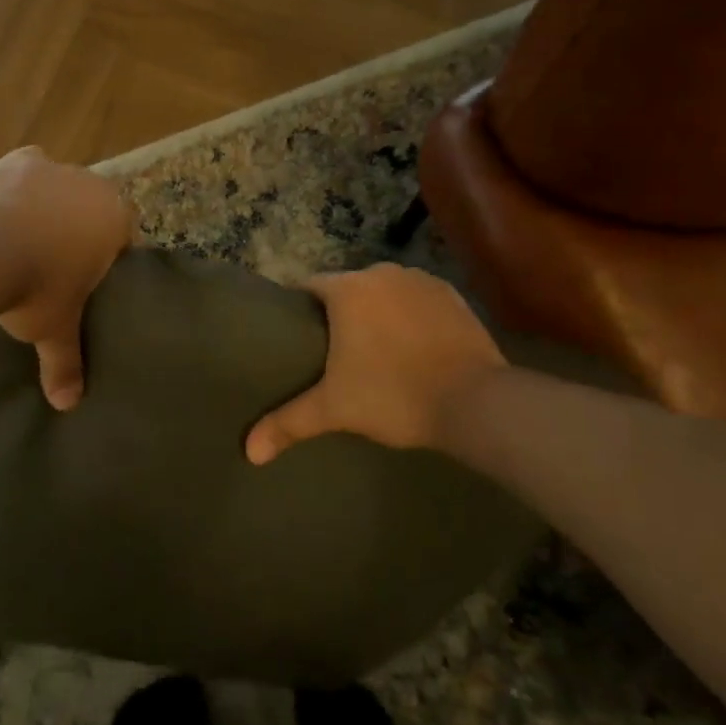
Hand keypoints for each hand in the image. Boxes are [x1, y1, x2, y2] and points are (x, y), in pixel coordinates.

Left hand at [0, 147, 134, 409]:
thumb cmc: (36, 288)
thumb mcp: (54, 328)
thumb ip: (65, 363)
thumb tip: (68, 405)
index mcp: (114, 217)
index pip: (125, 234)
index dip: (110, 255)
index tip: (90, 278)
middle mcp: (90, 184)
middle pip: (92, 206)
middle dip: (77, 228)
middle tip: (54, 264)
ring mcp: (50, 167)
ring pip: (57, 187)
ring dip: (45, 206)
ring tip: (19, 242)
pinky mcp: (11, 161)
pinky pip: (21, 174)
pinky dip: (14, 191)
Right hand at [245, 263, 505, 464]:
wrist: (476, 401)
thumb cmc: (394, 396)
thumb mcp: (335, 409)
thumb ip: (288, 423)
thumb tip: (249, 451)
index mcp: (347, 289)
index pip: (309, 287)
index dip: (300, 310)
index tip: (297, 337)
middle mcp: (381, 273)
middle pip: (347, 287)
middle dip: (339, 312)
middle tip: (334, 351)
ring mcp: (420, 280)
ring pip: (384, 291)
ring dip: (377, 311)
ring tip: (375, 349)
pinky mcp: (452, 294)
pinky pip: (417, 299)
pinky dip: (410, 315)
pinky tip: (413, 345)